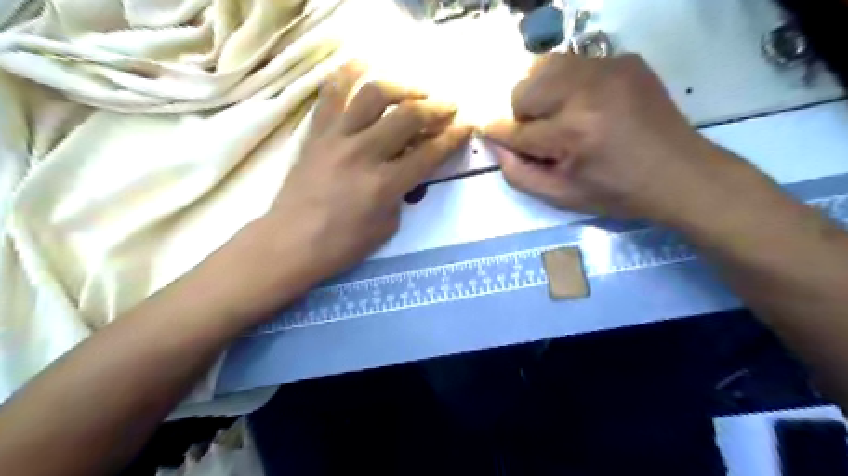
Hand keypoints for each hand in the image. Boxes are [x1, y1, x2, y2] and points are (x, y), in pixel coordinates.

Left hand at [260, 61, 470, 286]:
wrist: (290, 242)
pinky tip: (363, 63)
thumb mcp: (387, 227)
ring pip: (373, 95)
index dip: (453, 136)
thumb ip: (402, 194)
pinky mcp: (316, 133)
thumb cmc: (341, 244)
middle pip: (408, 116)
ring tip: (414, 91)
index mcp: (385, 185)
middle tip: (449, 106)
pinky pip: (331, 94)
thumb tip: (407, 170)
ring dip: (402, 87)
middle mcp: (364, 153)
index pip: (429, 153)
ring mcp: (337, 138)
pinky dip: (348, 74)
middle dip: (436, 107)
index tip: (467, 124)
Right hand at [483, 52, 742, 223]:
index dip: (499, 133)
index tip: (490, 133)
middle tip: (539, 134)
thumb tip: (495, 144)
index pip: (516, 129)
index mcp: (573, 133)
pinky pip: (574, 64)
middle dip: (521, 114)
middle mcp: (587, 92)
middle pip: (523, 89)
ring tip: (557, 116)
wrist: (679, 174)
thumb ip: (518, 174)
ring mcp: (609, 69)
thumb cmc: (616, 193)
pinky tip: (585, 105)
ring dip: (539, 93)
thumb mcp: (561, 197)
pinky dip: (567, 84)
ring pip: (544, 67)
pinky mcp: (625, 60)